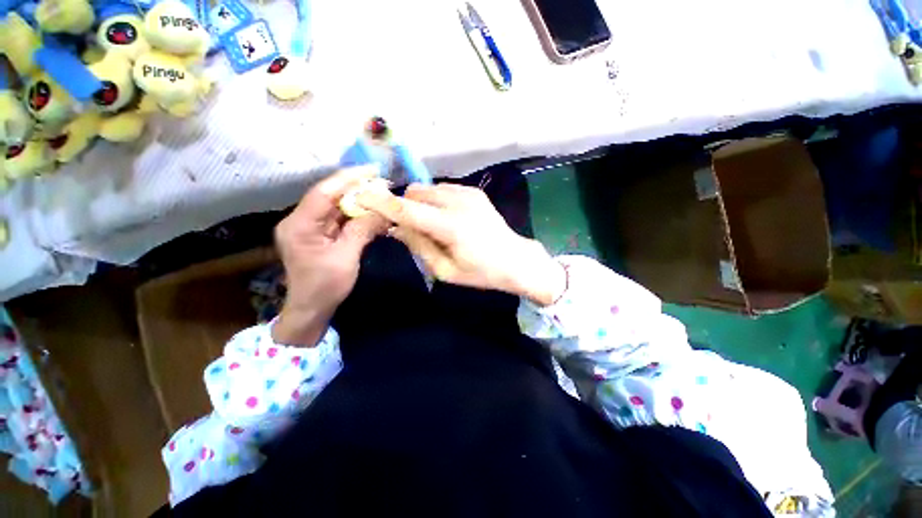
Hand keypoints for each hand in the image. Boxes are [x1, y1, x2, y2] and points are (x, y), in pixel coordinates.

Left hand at [273, 168, 388, 344]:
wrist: (311, 309)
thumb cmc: (325, 287)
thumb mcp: (346, 258)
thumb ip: (362, 230)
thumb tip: (382, 210)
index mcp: (300, 225)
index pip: (324, 193)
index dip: (348, 179)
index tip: (372, 171)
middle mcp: (301, 220)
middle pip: (330, 197)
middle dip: (357, 188)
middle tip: (383, 184)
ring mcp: (310, 227)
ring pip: (337, 206)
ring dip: (359, 201)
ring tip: (382, 196)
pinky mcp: (320, 234)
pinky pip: (340, 219)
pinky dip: (357, 215)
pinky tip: (373, 213)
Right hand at [357, 183, 566, 305]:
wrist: (516, 260)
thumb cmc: (481, 273)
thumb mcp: (445, 270)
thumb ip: (419, 246)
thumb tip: (395, 227)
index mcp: (451, 227)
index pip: (407, 209)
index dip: (381, 202)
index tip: (360, 195)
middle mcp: (459, 203)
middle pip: (415, 193)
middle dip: (405, 206)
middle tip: (409, 227)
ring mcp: (468, 193)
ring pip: (428, 189)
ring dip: (420, 203)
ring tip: (431, 224)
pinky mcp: (475, 192)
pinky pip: (443, 189)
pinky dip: (436, 200)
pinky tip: (447, 217)